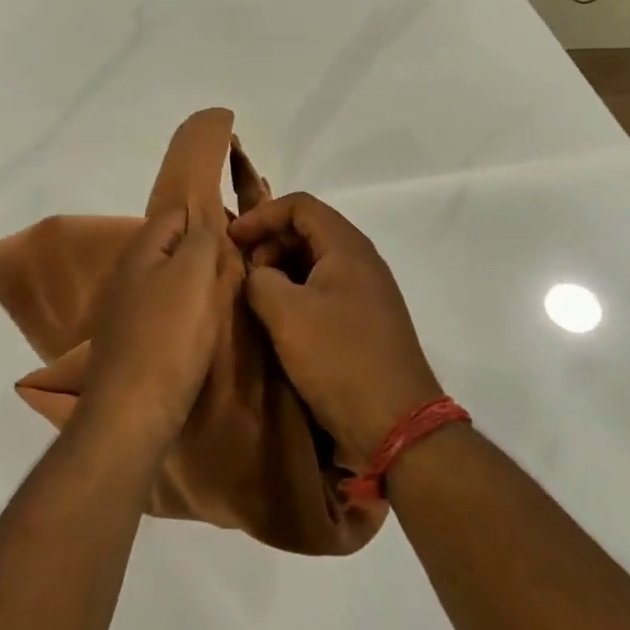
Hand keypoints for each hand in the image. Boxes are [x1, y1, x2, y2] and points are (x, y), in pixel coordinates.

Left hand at [75, 209, 233, 457]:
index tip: (238, 235)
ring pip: (168, 281)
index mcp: (140, 250)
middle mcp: (125, 273)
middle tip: (237, 269)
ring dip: (195, 286)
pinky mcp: (129, 341)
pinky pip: (163, 312)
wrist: (131, 413)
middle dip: (204, 253)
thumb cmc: (168, 337)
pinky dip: (183, 315)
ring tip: (225, 300)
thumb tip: (206, 219)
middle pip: (172, 247)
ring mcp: (123, 309)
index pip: (176, 212)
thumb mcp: (194, 274)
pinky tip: (199, 331)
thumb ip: (201, 237)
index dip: (208, 216)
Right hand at [229, 193, 442, 465]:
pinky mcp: (366, 321)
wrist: (397, 423)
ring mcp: (367, 292)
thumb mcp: (286, 314)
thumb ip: (260, 280)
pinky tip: (279, 320)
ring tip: (255, 296)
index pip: (300, 205)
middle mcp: (362, 261)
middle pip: (309, 230)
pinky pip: (326, 290)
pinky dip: (298, 293)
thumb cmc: (339, 358)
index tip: (232, 238)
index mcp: (347, 247)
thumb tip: (258, 275)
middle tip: (243, 270)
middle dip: (270, 242)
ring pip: (316, 262)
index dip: (262, 215)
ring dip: (282, 270)